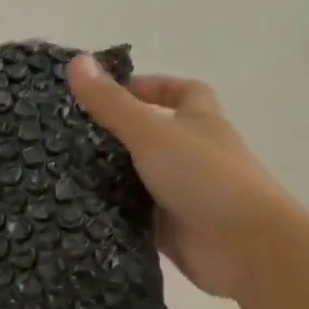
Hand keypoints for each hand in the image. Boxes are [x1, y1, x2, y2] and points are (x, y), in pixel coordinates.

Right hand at [68, 54, 296, 299]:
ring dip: (110, 173)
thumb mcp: (151, 132)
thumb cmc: (205, 176)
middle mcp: (193, 154)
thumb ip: (112, 103)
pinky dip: (113, 210)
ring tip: (61, 168)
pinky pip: (135, 214)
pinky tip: (77, 207)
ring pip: (140, 176)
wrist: (247, 248)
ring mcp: (183, 193)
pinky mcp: (171, 229)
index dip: (151, 86)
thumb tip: (76, 60)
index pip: (182, 92)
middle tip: (71, 132)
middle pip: (154, 134)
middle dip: (117, 132)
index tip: (112, 91)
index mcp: (200, 121)